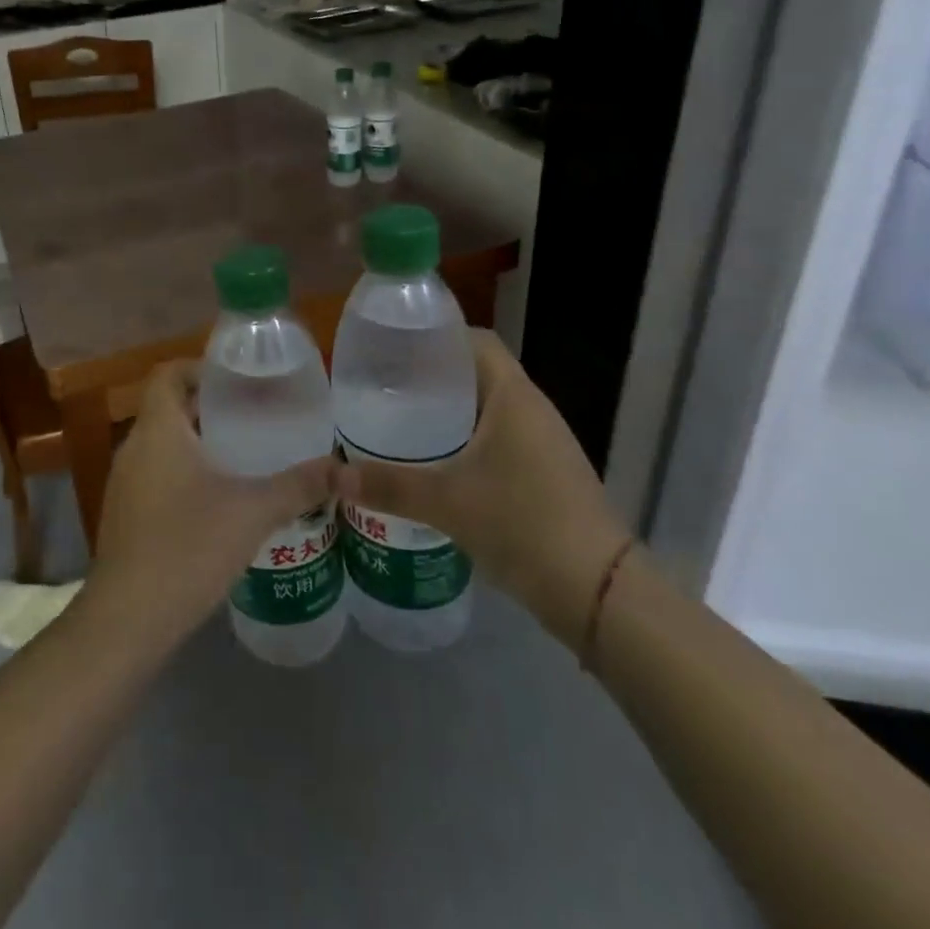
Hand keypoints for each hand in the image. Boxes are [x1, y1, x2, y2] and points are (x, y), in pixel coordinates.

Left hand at [85, 360, 333, 647]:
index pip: (169, 374)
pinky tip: (218, 500)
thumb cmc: (188, 547)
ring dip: (198, 442)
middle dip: (209, 407)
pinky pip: (155, 474)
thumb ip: (299, 486)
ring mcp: (124, 483)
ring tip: (244, 453)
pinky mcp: (124, 514)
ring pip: (162, 444)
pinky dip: (184, 472)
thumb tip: (344, 469)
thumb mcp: (253, 512)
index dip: (200, 367)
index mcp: (158, 430)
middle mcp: (134, 447)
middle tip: (256, 414)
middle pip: (168, 407)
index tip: (238, 378)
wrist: (127, 619)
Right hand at [335, 329, 629, 644]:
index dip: (434, 337)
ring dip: (449, 412)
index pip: (474, 340)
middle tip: (385, 389)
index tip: (393, 350)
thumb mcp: (446, 502)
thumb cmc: (522, 524)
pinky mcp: (546, 472)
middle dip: (432, 378)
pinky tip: (436, 464)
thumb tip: (332, 474)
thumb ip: (387, 485)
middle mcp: (532, 408)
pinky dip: (466, 441)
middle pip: (478, 373)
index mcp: (513, 395)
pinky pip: (498, 439)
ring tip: (402, 422)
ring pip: (488, 409)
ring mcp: (543, 442)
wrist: (597, 591)